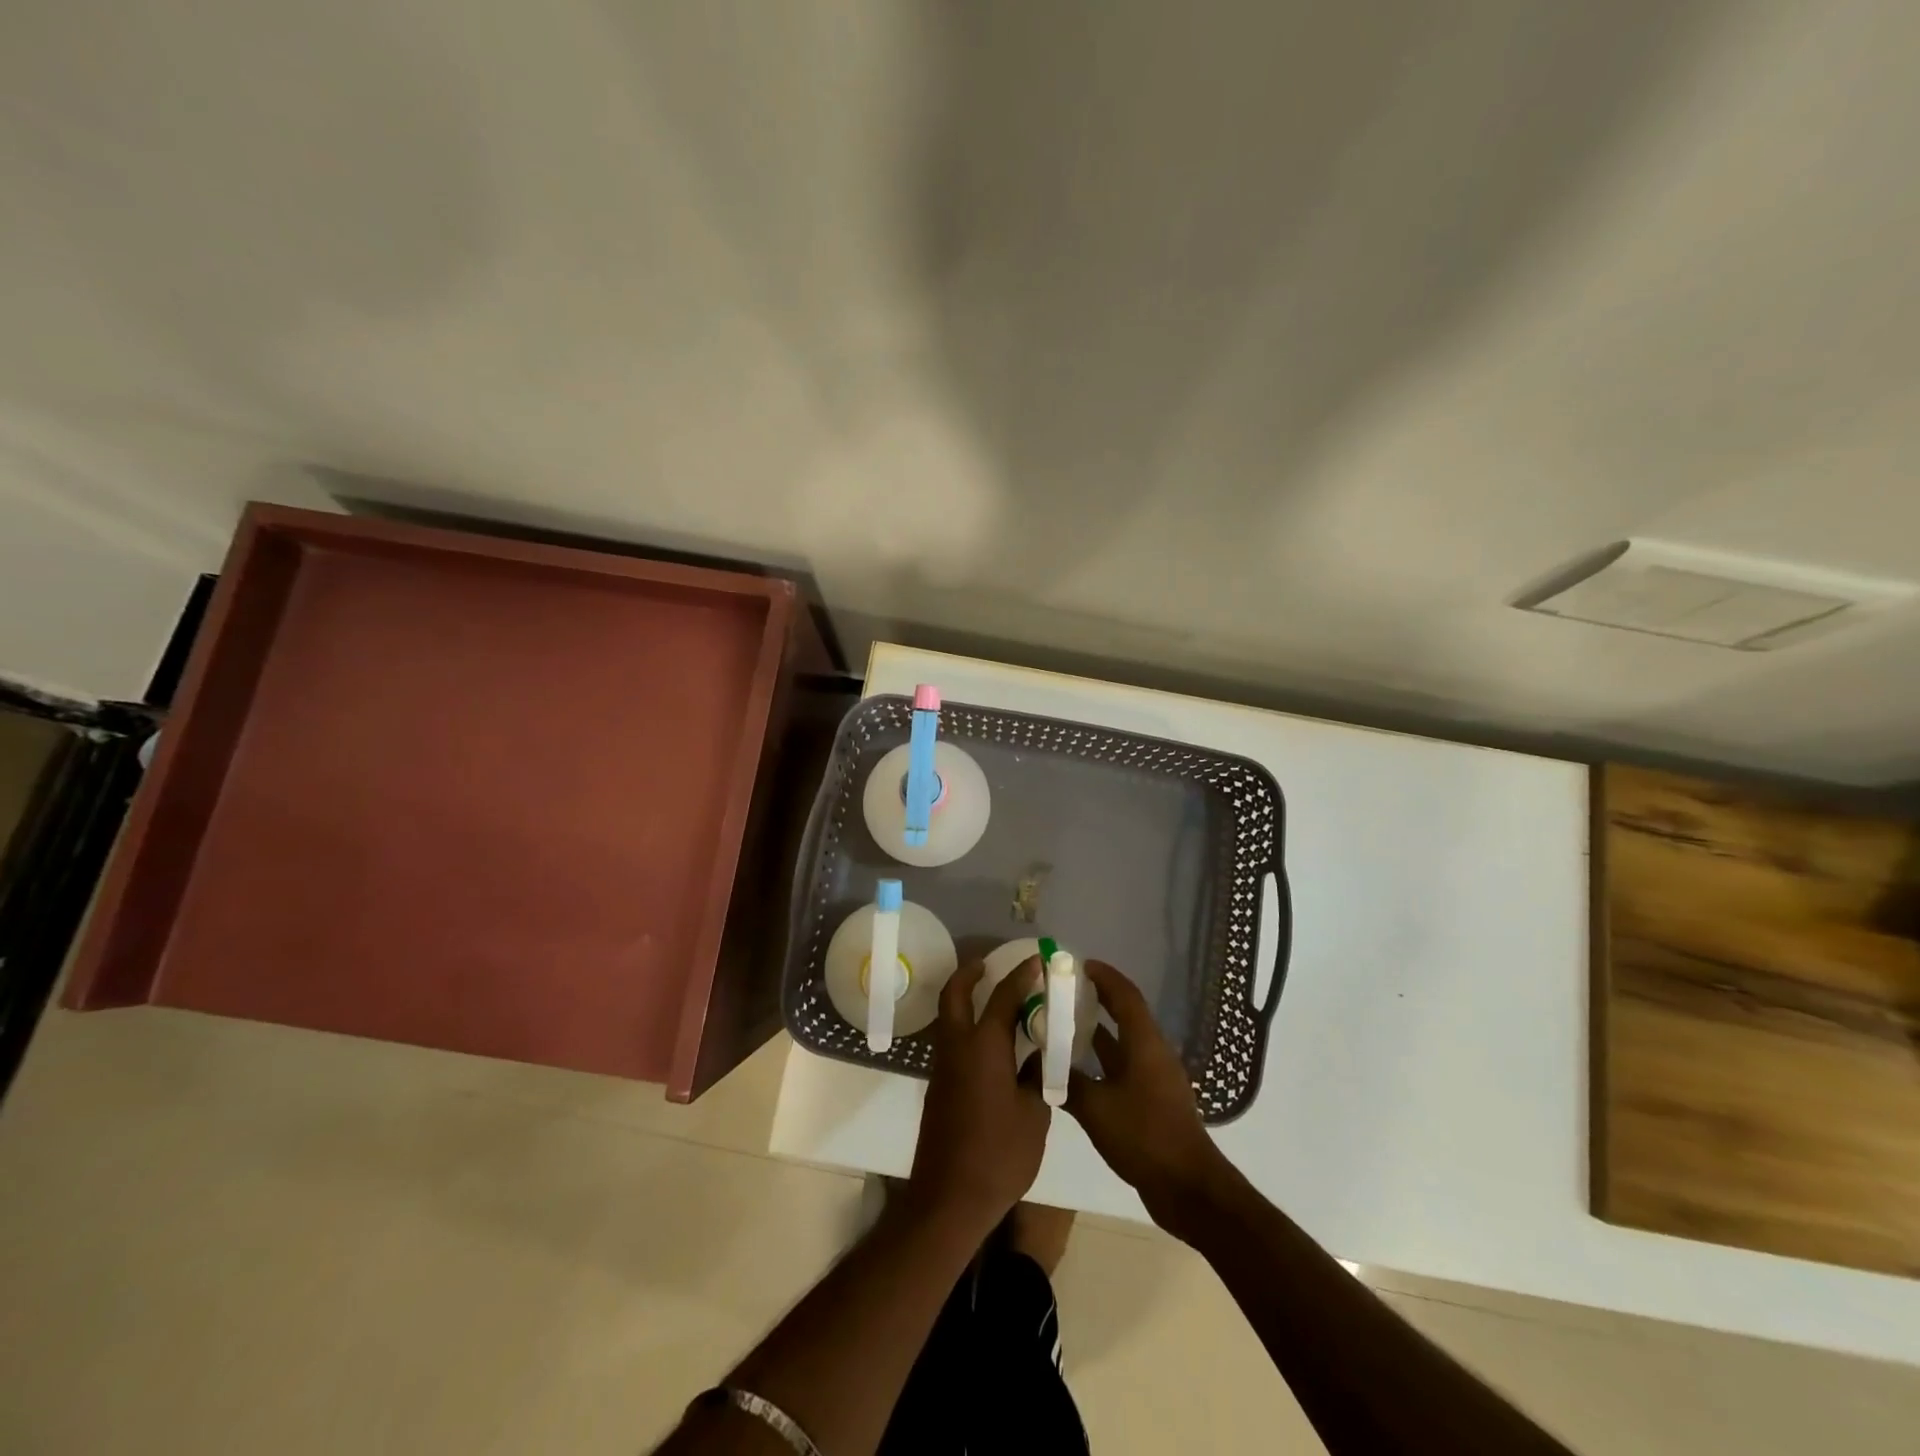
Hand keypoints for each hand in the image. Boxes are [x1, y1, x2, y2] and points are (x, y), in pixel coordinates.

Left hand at [903, 956, 1051, 1243]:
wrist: (949, 1198)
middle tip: (989, 964)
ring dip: (966, 999)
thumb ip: (1037, 1076)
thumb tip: (1038, 1054)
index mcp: (984, 1047)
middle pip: (955, 994)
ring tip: (996, 1000)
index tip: (1036, 960)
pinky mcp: (939, 1086)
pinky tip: (992, 1043)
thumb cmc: (999, 1155)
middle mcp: (958, 1047)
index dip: (1021, 975)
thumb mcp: (1034, 1114)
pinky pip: (952, 1040)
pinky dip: (967, 1027)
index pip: (1004, 997)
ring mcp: (943, 1066)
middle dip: (970, 973)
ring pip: (950, 1017)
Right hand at [1066, 960, 1230, 1235]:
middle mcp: (1153, 1053)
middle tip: (1065, 991)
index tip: (1079, 965)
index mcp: (1145, 1044)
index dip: (1104, 977)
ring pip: (1124, 1043)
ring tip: (1064, 1024)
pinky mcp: (1153, 1100)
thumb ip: (1066, 1083)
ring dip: (1098, 1031)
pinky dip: (1102, 1059)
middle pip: (1125, 1015)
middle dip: (1098, 999)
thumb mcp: (1096, 1108)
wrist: (1187, 1188)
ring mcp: (1156, 1078)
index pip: (1125, 996)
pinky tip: (1078, 1069)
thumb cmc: (1144, 1137)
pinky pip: (1124, 1066)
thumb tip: (1037, 1062)